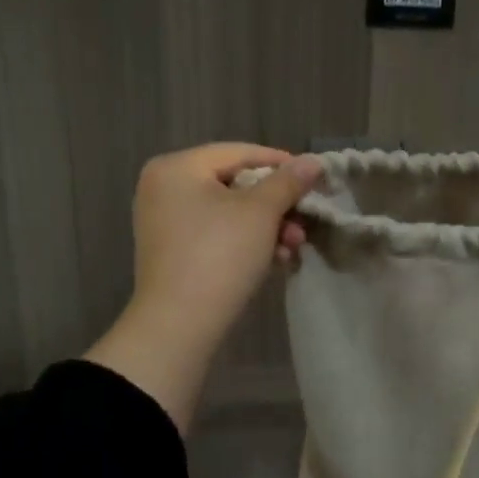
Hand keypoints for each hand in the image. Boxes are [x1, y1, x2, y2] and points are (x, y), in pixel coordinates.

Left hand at [84, 144, 322, 431]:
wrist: (179, 324)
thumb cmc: (219, 256)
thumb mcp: (261, 213)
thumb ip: (288, 182)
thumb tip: (313, 161)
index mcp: (177, 167)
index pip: (239, 153)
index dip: (281, 163)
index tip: (315, 178)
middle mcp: (164, 188)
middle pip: (234, 184)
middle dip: (276, 206)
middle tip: (304, 222)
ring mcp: (164, 222)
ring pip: (228, 213)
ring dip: (266, 228)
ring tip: (293, 247)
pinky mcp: (172, 252)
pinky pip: (216, 235)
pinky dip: (245, 243)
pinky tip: (274, 260)